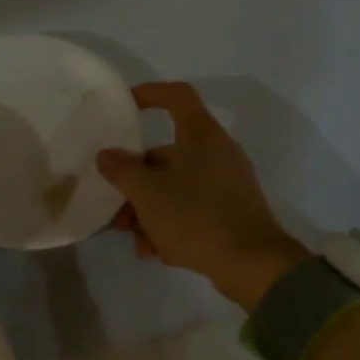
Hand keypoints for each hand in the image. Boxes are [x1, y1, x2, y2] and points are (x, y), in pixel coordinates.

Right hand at [96, 82, 308, 310]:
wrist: (253, 265)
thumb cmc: (196, 217)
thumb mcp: (147, 192)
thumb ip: (121, 169)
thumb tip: (107, 155)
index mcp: (201, 136)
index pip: (176, 96)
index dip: (149, 94)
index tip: (123, 106)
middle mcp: (216, 153)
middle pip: (166, 153)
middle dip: (135, 179)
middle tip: (114, 203)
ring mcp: (225, 185)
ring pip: (174, 186)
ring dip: (147, 208)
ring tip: (132, 236)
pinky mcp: (230, 213)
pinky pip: (190, 209)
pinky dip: (169, 224)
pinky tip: (154, 251)